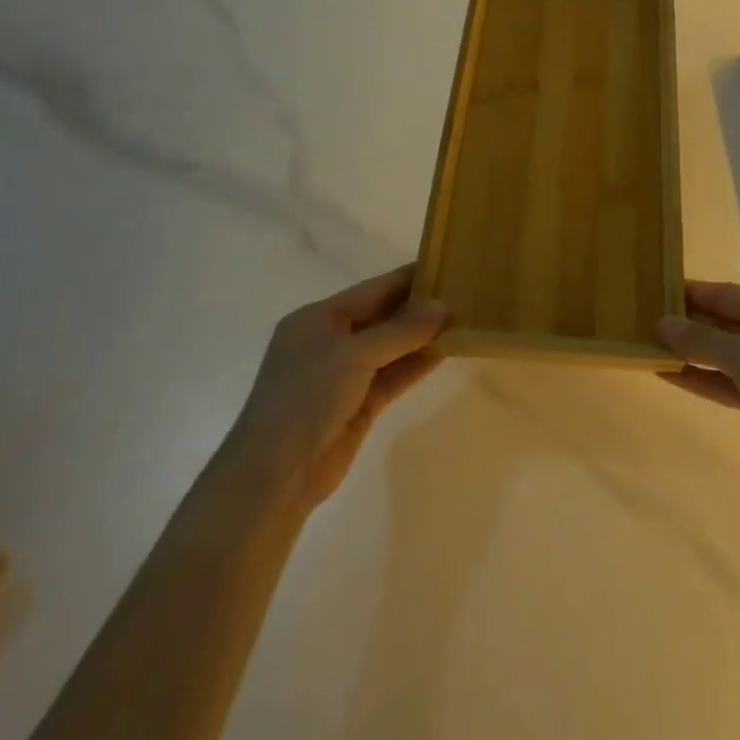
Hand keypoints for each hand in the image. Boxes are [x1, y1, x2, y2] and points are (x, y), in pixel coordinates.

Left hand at [236, 265, 447, 508]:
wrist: (276, 474)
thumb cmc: (306, 397)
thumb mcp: (354, 354)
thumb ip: (401, 330)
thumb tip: (443, 306)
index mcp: (318, 318)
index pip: (372, 290)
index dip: (408, 278)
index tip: (446, 265)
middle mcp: (331, 341)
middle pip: (382, 317)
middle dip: (419, 308)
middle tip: (463, 293)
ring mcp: (344, 375)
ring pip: (391, 348)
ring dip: (422, 337)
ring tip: (463, 320)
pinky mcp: (358, 404)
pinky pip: (393, 376)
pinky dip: (416, 364)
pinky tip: (447, 352)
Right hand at [659, 281, 739, 494]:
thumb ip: (702, 339)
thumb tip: (662, 323)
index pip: (729, 294)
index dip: (692, 293)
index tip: (656, 291)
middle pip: (728, 322)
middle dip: (690, 325)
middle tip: (646, 321)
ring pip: (728, 355)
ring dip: (694, 354)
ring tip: (651, 348)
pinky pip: (733, 382)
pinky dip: (706, 379)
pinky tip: (672, 376)